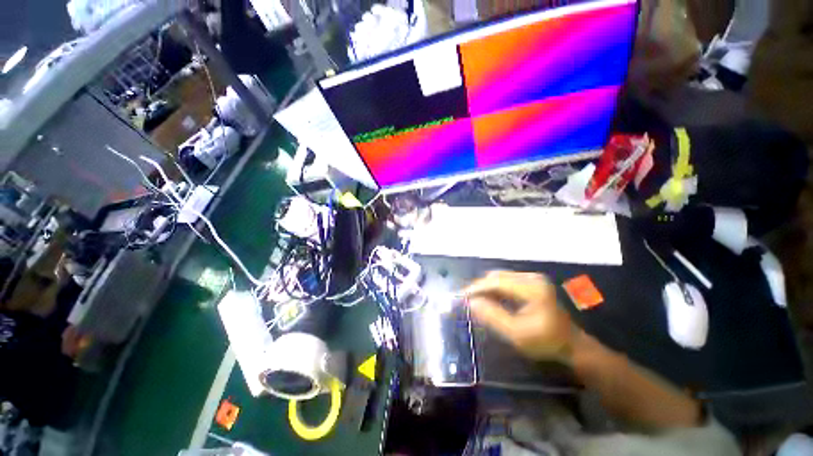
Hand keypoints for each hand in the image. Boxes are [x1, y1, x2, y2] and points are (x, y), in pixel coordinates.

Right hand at [464, 271, 576, 361]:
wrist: (572, 345)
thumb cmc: (546, 343)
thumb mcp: (517, 334)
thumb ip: (493, 316)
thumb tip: (471, 302)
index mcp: (532, 288)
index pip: (497, 281)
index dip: (477, 288)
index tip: (461, 296)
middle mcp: (532, 277)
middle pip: (497, 276)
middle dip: (480, 287)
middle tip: (467, 300)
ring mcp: (532, 278)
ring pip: (500, 277)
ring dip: (486, 288)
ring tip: (475, 300)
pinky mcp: (532, 282)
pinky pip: (507, 281)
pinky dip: (495, 289)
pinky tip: (490, 299)